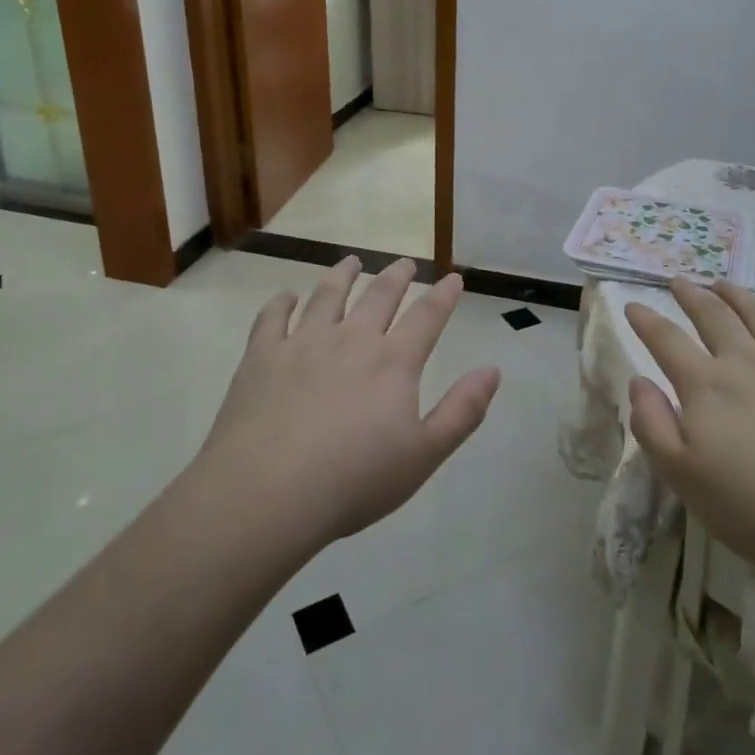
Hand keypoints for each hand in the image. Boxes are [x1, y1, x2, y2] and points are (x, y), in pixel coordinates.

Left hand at [200, 257, 500, 547]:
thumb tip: (492, 370)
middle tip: (404, 263)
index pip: (426, 317)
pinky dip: (281, 303)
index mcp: (392, 362)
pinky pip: (273, 318)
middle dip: (396, 276)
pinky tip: (286, 297)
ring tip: (350, 262)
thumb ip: (462, 411)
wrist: (267, 493)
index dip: (443, 296)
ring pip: (327, 296)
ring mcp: (303, 343)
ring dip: (342, 275)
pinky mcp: (262, 356)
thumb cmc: (354, 480)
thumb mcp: (424, 455)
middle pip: (379, 296)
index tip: (453, 278)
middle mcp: (351, 339)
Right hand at [624, 279, 754, 580]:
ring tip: (723, 284)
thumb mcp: (683, 478)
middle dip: (691, 295)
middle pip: (714, 316)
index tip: (632, 305)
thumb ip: (652, 425)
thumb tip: (638, 381)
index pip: (666, 340)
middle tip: (679, 282)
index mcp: (706, 386)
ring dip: (736, 295)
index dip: (646, 320)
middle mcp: (747, 362)